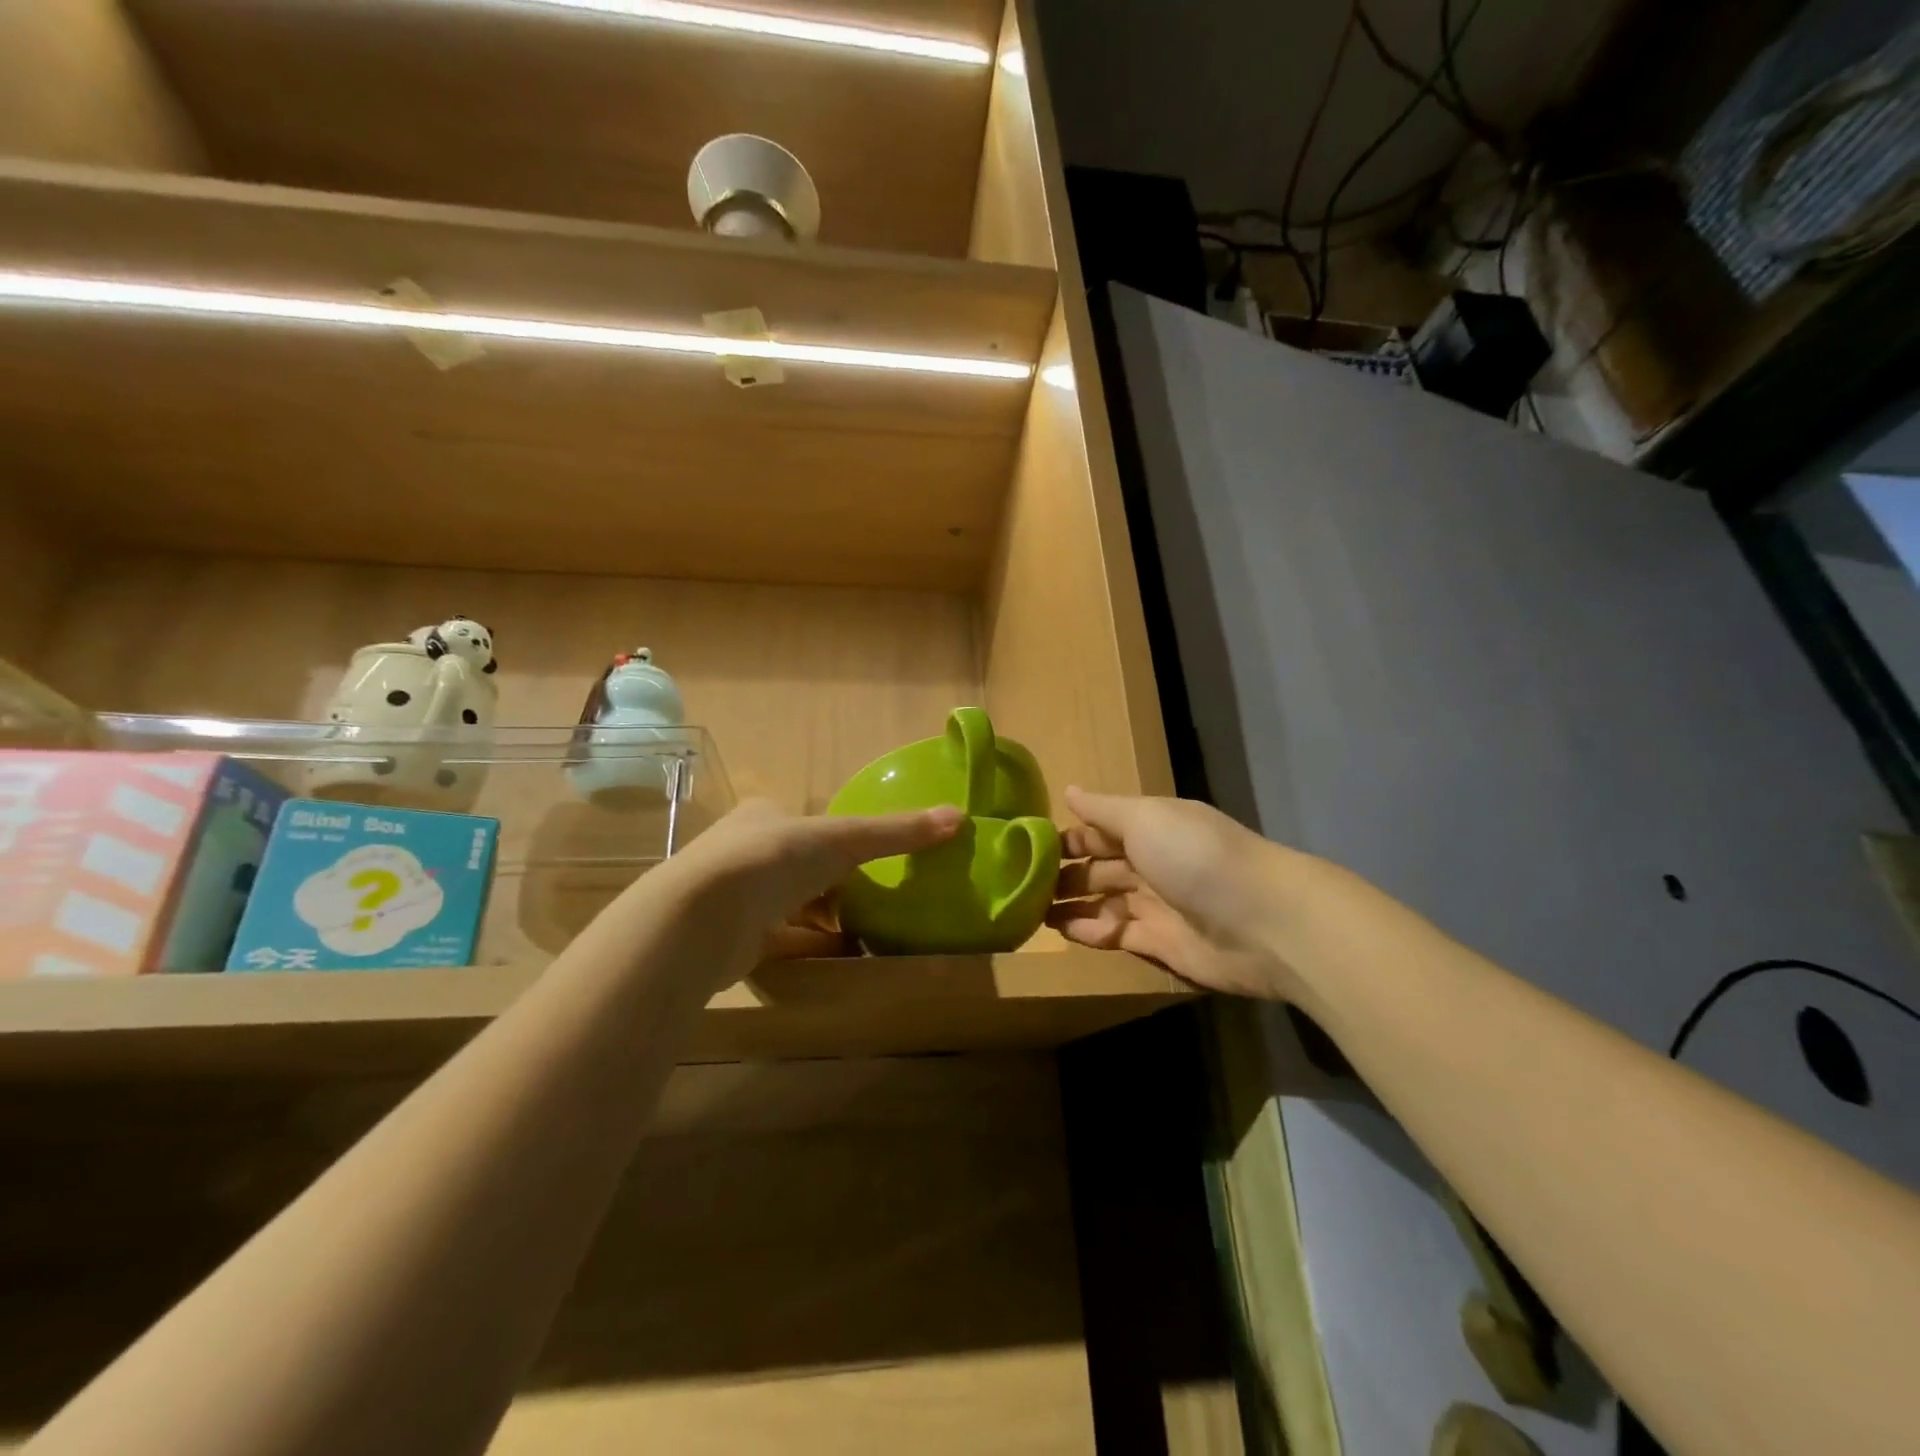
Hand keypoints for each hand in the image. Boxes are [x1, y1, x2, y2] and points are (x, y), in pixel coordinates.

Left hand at [644, 798, 962, 988]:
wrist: (702, 917)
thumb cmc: (773, 859)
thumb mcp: (844, 839)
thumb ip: (897, 832)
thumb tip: (960, 817)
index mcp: (763, 816)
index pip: (807, 826)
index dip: (839, 841)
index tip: (867, 862)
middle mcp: (743, 851)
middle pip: (798, 867)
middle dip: (832, 885)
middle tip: (872, 901)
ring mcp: (733, 897)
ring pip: (788, 906)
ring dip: (821, 919)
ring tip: (863, 933)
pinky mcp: (729, 940)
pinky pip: (779, 941)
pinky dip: (808, 947)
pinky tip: (838, 958)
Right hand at [1047, 787, 1298, 998]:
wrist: (1261, 921)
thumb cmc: (1195, 855)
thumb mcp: (1145, 818)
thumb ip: (1103, 809)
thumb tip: (1068, 790)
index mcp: (1150, 826)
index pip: (1100, 829)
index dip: (1067, 837)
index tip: (1027, 847)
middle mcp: (1152, 862)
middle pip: (1099, 867)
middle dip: (1063, 873)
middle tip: (1021, 884)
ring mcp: (1157, 904)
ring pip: (1103, 901)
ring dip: (1070, 904)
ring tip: (1031, 911)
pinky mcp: (1160, 943)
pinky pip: (1116, 934)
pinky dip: (1090, 931)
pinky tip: (1063, 930)